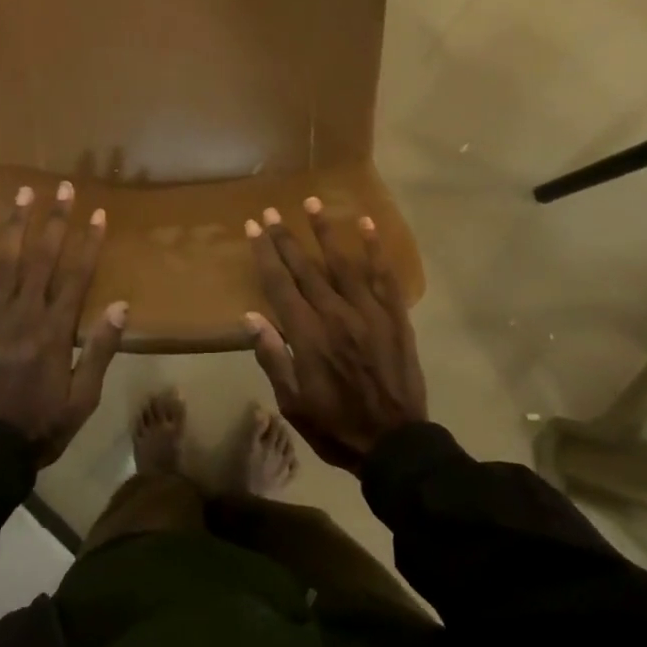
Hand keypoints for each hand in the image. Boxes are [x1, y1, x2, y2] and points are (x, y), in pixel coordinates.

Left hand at [0, 182, 125, 466]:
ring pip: (0, 264)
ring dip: (13, 226)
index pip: (75, 276)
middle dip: (53, 221)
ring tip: (22, 194)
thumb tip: (122, 306)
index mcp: (53, 332)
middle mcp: (21, 316)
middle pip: (39, 259)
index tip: (98, 213)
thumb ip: (100, 350)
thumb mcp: (84, 398)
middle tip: (63, 188)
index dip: (88, 242)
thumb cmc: (42, 424)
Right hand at [244, 198, 425, 473]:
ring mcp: (368, 313)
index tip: (253, 227)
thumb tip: (251, 317)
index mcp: (307, 335)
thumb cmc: (335, 425)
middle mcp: (335, 314)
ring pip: (343, 263)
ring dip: (326, 232)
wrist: (394, 444)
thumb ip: (272, 357)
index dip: (264, 254)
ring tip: (312, 202)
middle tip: (272, 211)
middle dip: (286, 237)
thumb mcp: (292, 401)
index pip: (280, 284)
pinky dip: (375, 250)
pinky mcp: (395, 317)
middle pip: (306, 268)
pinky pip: (385, 277)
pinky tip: (367, 225)